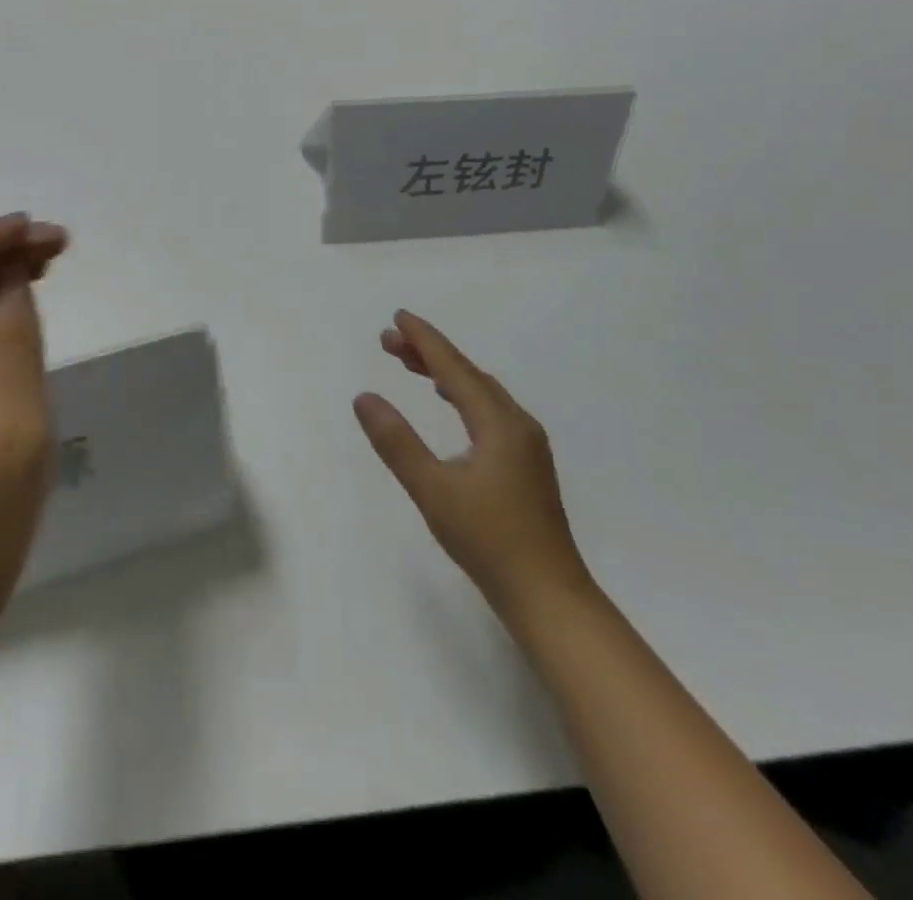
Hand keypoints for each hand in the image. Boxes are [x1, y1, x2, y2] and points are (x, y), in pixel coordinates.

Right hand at [354, 310, 590, 613]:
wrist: (548, 596)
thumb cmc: (488, 541)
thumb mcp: (432, 490)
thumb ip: (396, 442)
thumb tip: (364, 397)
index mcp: (499, 423)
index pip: (455, 368)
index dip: (425, 340)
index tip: (398, 317)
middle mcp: (517, 424)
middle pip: (468, 374)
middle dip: (429, 353)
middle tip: (389, 341)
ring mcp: (526, 444)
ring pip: (480, 392)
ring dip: (445, 373)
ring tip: (411, 364)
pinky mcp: (525, 464)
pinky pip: (488, 410)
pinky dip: (461, 394)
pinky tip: (450, 403)